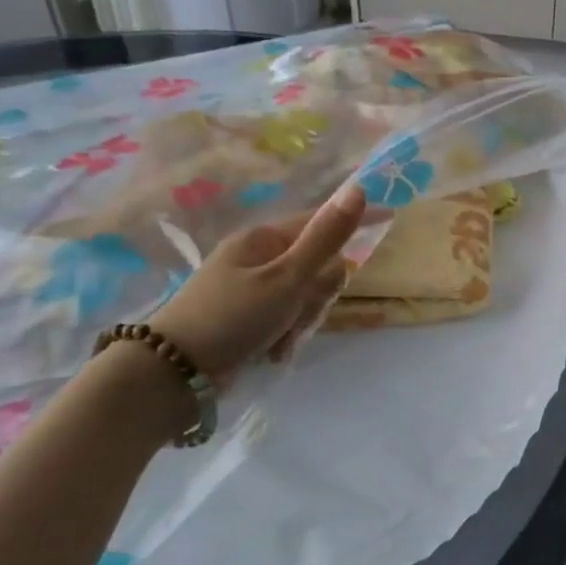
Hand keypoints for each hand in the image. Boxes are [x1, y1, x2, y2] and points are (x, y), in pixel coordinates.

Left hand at [146, 184, 365, 384]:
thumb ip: (326, 238)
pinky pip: (288, 316)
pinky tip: (273, 350)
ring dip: (302, 317)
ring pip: (306, 295)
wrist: (173, 375)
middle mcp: (258, 258)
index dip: (354, 220)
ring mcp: (253, 289)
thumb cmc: (232, 317)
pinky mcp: (249, 317)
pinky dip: (287, 333)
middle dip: (318, 291)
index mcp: (263, 239)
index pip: (321, 220)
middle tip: (302, 309)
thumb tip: (358, 189)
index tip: (392, 217)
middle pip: (318, 265)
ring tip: (282, 337)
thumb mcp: (287, 278)